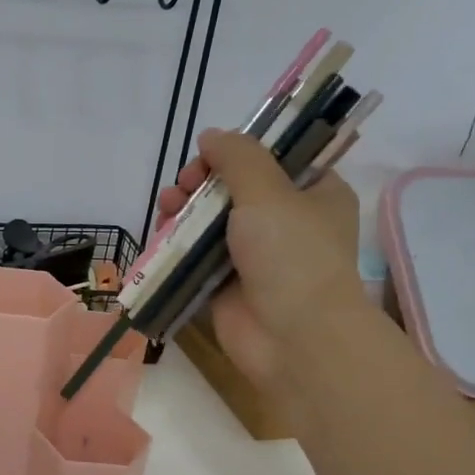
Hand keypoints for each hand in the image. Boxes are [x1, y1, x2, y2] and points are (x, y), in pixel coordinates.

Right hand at [155, 129, 367, 389]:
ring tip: (166, 206)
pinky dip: (177, 244)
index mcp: (314, 194)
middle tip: (184, 185)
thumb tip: (211, 136)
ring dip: (184, 210)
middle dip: (201, 182)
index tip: (209, 155)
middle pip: (234, 189)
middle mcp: (286, 223)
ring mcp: (254, 257)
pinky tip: (160, 235)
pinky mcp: (226, 285)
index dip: (238, 152)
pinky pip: (196, 257)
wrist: (294, 338)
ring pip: (210, 222)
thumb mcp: (269, 193)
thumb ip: (238, 158)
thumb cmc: (292, 256)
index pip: (273, 159)